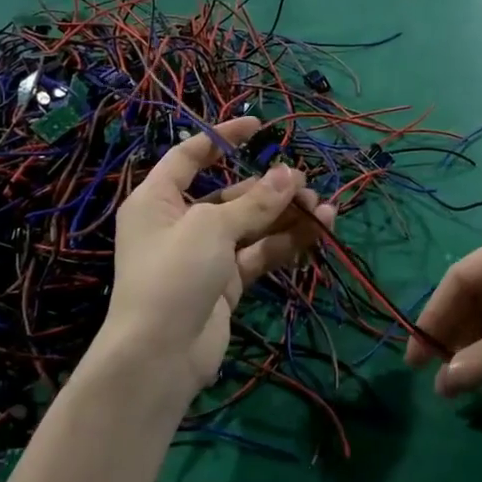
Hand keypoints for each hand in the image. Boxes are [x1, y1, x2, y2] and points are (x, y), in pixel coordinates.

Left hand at [104, 117, 333, 400]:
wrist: (160, 356)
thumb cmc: (174, 275)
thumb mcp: (212, 228)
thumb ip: (255, 201)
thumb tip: (291, 174)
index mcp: (158, 200)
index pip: (189, 156)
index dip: (222, 137)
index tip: (259, 125)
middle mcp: (181, 222)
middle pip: (232, 194)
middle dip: (271, 189)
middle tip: (306, 185)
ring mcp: (206, 254)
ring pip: (253, 225)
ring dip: (286, 216)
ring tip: (324, 210)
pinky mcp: (226, 282)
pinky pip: (260, 254)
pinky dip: (286, 244)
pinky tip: (317, 234)